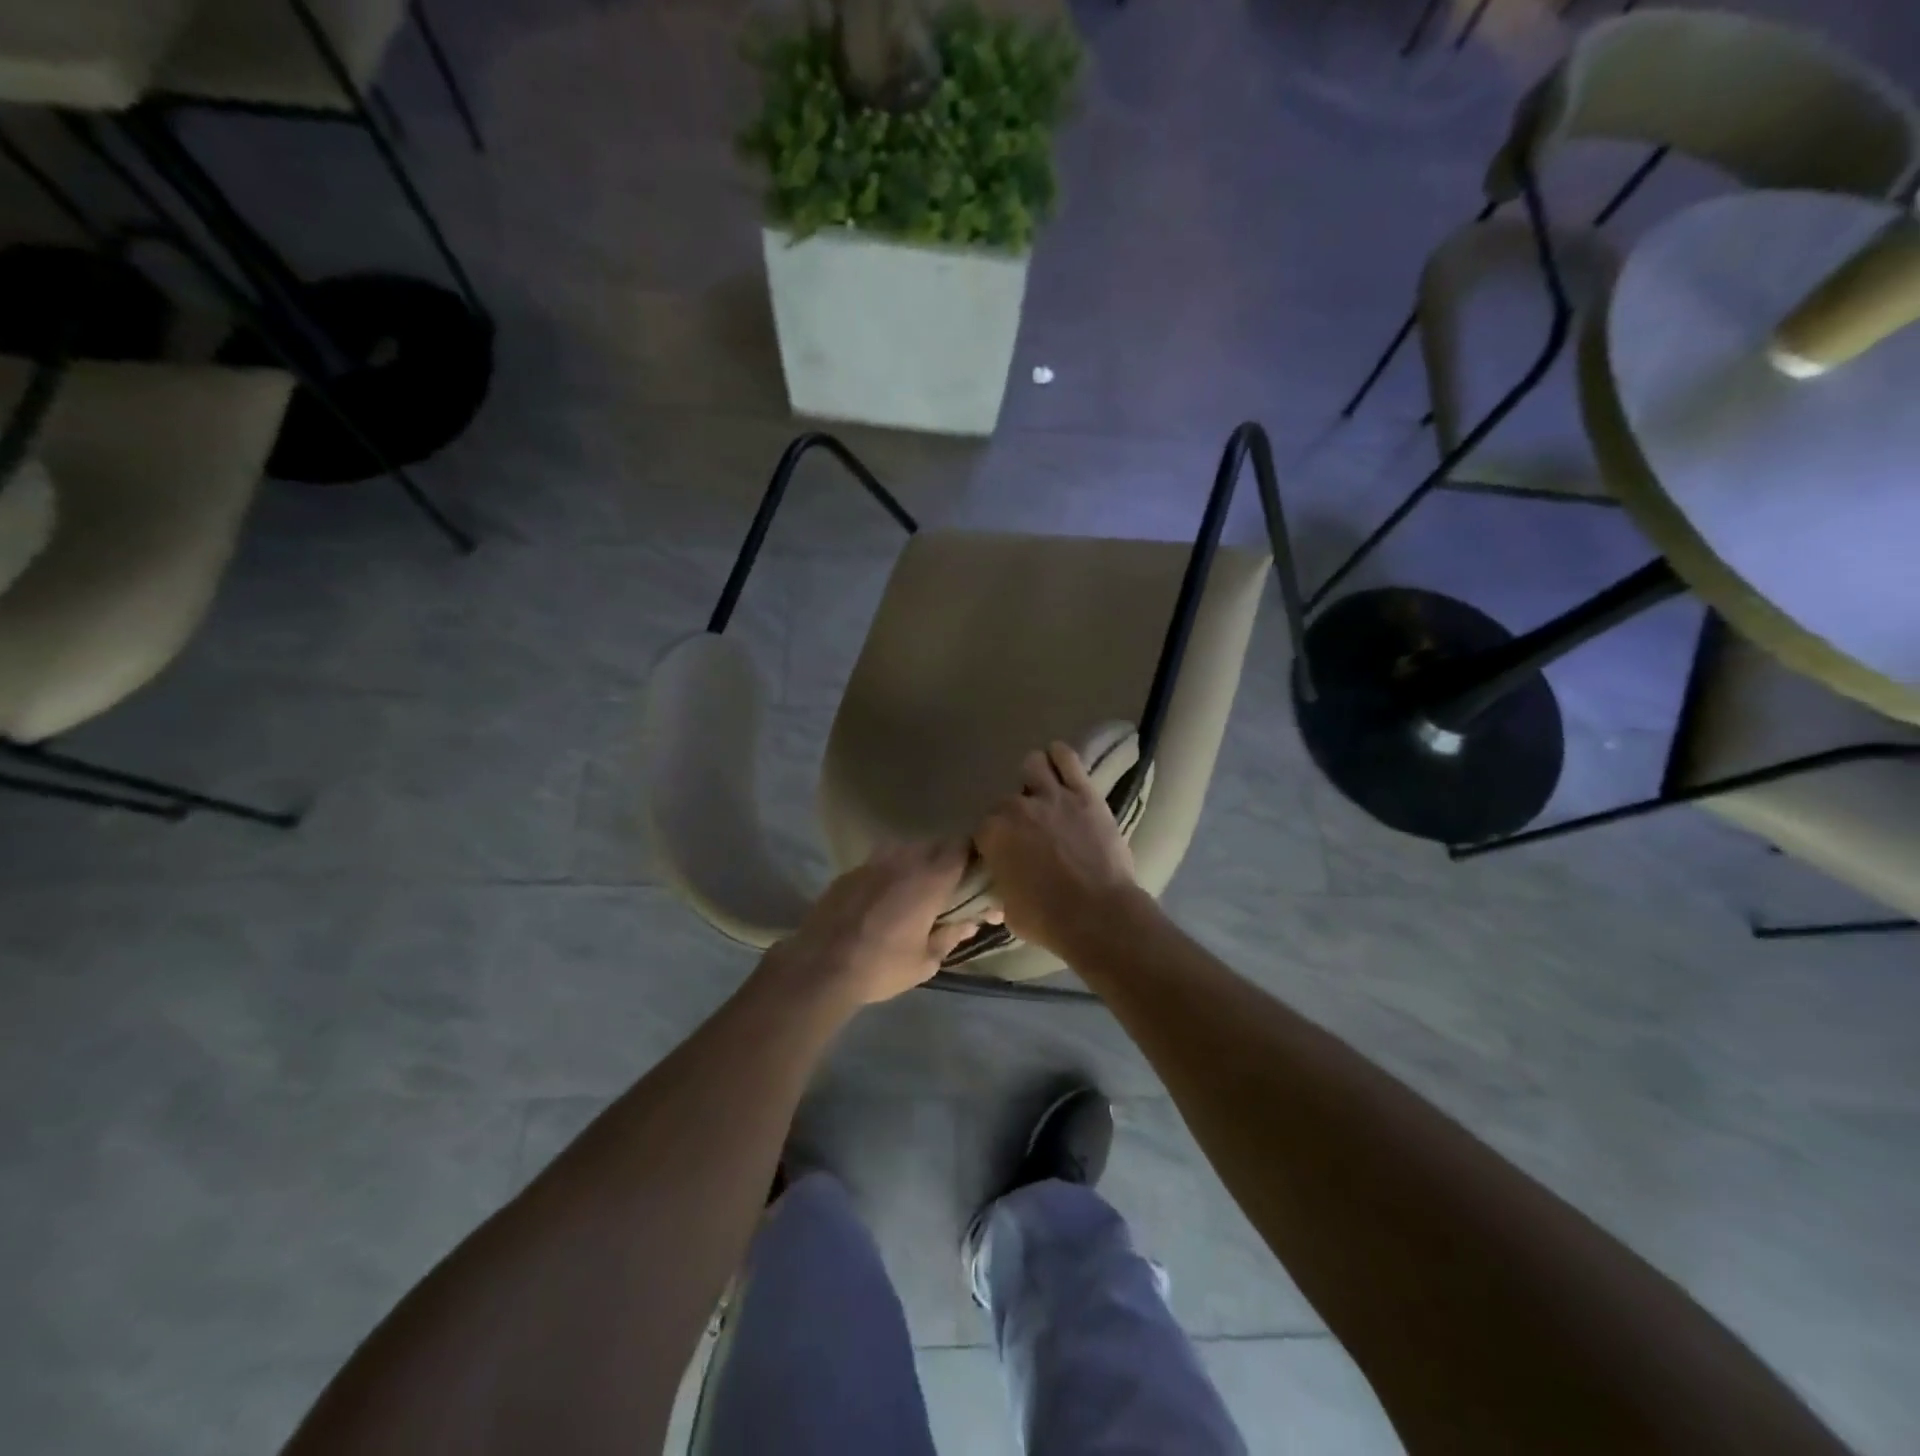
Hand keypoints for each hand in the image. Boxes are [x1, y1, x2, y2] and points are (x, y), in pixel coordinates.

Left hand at [767, 840, 980, 1008]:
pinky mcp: (850, 871)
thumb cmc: (881, 967)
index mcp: (930, 879)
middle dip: (946, 860)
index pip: (961, 847)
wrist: (819, 967)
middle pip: (934, 845)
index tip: (976, 873)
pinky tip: (883, 898)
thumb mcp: (925, 961)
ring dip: (916, 862)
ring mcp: (873, 862)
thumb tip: (969, 923)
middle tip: (949, 887)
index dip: (972, 856)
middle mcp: (904, 860)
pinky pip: (880, 862)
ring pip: (905, 849)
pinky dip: (889, 872)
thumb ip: (950, 936)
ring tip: (915, 890)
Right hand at [974, 742, 1143, 957]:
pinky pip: (1067, 758)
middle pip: (1006, 799)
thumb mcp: (1008, 911)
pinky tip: (1060, 765)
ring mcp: (1052, 796)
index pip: (984, 827)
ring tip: (1042, 792)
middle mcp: (1017, 807)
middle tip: (1028, 832)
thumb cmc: (1048, 920)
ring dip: (1034, 777)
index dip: (994, 840)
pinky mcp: (1084, 793)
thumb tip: (999, 890)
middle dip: (1014, 813)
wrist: (1099, 915)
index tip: (1004, 852)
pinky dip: (1060, 757)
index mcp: (993, 834)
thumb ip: (1000, 889)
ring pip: (1034, 764)